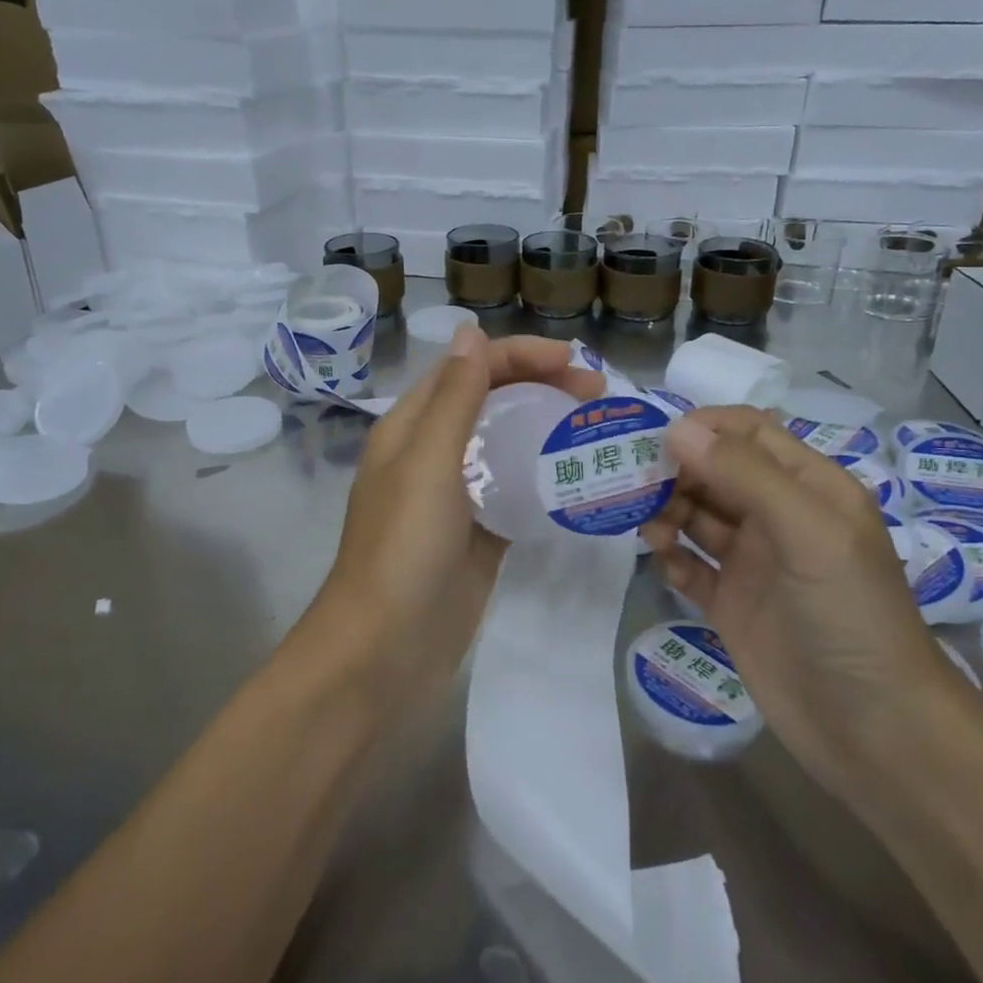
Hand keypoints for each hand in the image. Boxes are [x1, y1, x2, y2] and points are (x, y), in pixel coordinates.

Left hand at [312, 331, 605, 717]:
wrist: (385, 651)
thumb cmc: (402, 549)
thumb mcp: (427, 463)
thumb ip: (453, 398)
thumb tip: (470, 331)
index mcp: (411, 427)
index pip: (469, 369)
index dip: (521, 356)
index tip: (577, 364)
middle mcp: (431, 453)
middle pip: (490, 400)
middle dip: (540, 385)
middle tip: (597, 395)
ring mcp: (455, 496)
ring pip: (505, 444)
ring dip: (545, 427)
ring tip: (595, 429)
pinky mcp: (478, 535)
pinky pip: (514, 491)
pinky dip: (542, 477)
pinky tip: (577, 477)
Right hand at [639, 407, 969, 806]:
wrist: (875, 731)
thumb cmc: (850, 615)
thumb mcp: (808, 532)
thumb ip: (745, 475)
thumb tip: (677, 429)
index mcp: (808, 486)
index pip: (749, 433)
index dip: (703, 427)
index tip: (656, 441)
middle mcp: (778, 516)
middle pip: (715, 471)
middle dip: (675, 471)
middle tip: (635, 486)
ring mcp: (754, 562)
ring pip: (697, 516)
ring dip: (667, 512)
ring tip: (649, 531)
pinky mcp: (732, 604)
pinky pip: (691, 566)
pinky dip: (672, 558)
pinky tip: (663, 562)